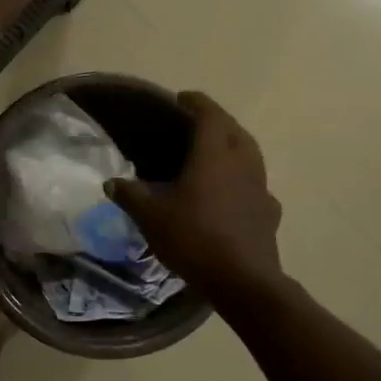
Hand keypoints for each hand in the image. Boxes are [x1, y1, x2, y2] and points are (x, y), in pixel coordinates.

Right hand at [108, 92, 286, 295]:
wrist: (243, 281)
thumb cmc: (194, 237)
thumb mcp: (150, 216)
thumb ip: (130, 195)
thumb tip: (112, 182)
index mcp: (214, 155)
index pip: (210, 115)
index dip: (196, 102)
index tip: (181, 98)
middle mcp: (243, 164)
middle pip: (235, 130)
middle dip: (217, 121)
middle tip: (195, 123)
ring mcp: (261, 188)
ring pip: (250, 155)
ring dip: (233, 146)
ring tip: (213, 154)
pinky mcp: (269, 213)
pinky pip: (256, 184)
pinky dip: (243, 179)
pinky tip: (231, 193)